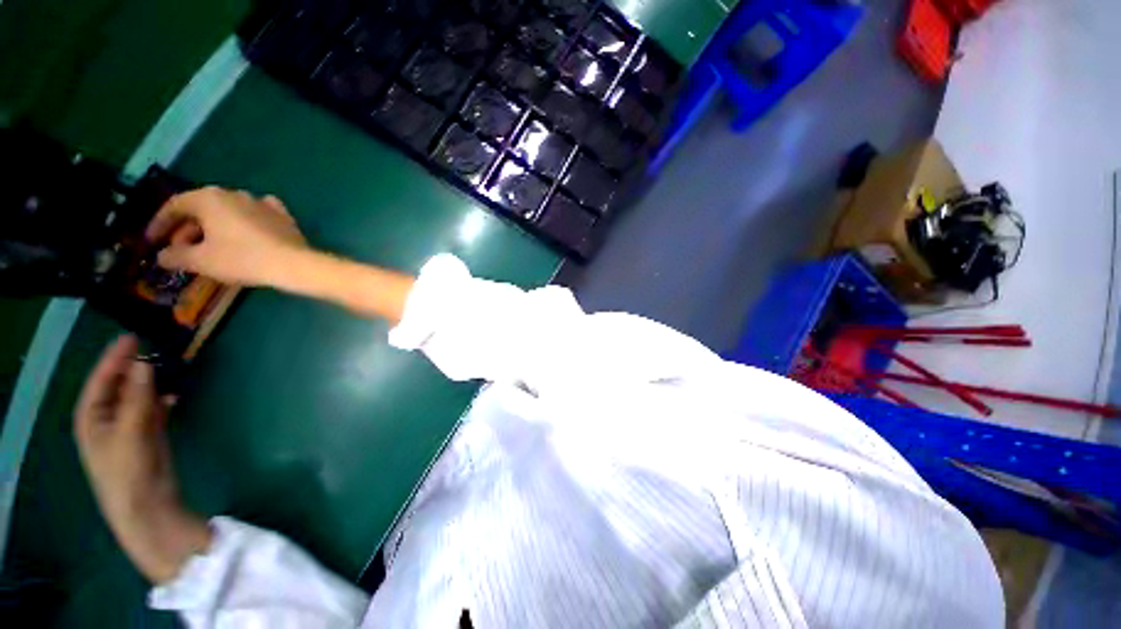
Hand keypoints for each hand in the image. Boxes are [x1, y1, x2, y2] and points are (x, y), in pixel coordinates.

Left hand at [74, 335, 211, 583]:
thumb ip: (138, 397)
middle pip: (120, 385)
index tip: (132, 337)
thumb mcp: (131, 432)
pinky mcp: (147, 434)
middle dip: (135, 367)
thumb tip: (145, 362)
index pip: (101, 379)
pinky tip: (175, 395)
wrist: (146, 506)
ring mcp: (128, 427)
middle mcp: (107, 418)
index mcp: (92, 416)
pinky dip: (163, 399)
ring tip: (168, 366)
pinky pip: (153, 408)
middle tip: (154, 347)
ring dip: (151, 382)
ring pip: (138, 395)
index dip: (114, 358)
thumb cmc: (127, 470)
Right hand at [147, 186, 309, 286]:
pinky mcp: (282, 215)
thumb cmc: (241, 259)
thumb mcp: (200, 260)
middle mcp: (234, 193)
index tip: (152, 241)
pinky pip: (255, 215)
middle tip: (179, 249)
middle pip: (202, 208)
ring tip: (208, 247)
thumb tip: (162, 256)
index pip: (175, 205)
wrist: (292, 263)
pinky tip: (243, 234)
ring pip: (228, 211)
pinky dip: (243, 224)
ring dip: (213, 227)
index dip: (160, 223)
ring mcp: (261, 203)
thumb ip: (175, 256)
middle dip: (187, 229)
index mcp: (209, 198)